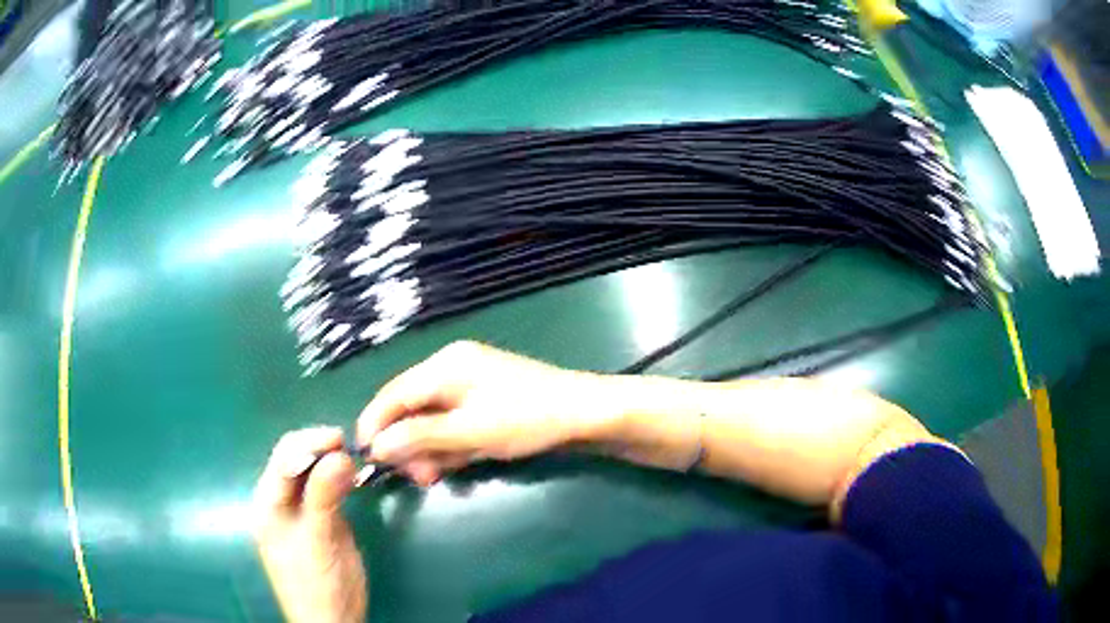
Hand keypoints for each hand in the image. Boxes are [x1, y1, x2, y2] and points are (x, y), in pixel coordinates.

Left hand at [253, 427, 367, 622]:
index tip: (342, 439)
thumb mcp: (319, 541)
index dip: (310, 443)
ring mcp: (299, 510)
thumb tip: (340, 454)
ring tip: (355, 461)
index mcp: (268, 503)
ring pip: (311, 473)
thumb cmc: (318, 583)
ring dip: (331, 462)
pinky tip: (352, 478)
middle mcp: (279, 501)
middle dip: (321, 449)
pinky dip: (338, 479)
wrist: (332, 620)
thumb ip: (324, 497)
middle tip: (353, 449)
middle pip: (295, 460)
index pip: (284, 458)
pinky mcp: (318, 520)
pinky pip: (324, 489)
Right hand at [357, 341, 611, 485]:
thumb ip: (419, 437)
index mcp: (444, 365)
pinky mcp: (484, 400)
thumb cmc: (526, 418)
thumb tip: (376, 446)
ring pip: (432, 419)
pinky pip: (453, 423)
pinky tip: (460, 460)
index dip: (376, 424)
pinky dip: (451, 444)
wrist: (585, 414)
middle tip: (420, 478)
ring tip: (440, 474)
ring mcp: (469, 384)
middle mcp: (451, 368)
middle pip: (411, 408)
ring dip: (431, 448)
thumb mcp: (469, 432)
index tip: (366, 456)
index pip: (394, 393)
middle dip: (410, 444)